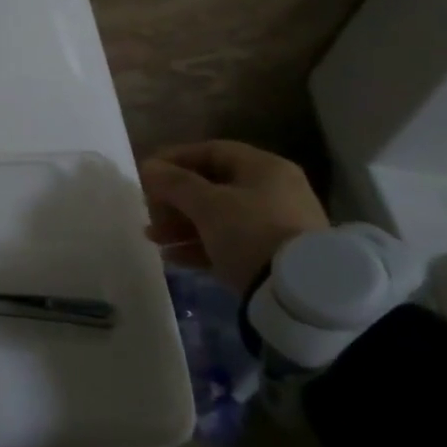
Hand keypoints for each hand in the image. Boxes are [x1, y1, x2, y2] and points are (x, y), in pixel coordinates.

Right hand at [140, 141, 328, 297]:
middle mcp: (274, 191)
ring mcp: (275, 225)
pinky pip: (228, 242)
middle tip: (148, 211)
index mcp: (264, 168)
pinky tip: (172, 257)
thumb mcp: (207, 205)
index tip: (146, 173)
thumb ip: (174, 183)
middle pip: (212, 186)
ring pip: (218, 217)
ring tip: (153, 238)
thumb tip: (149, 167)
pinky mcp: (272, 257)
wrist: (300, 296)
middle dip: (174, 198)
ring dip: (181, 224)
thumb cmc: (251, 233)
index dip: (175, 159)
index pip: (211, 151)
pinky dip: (199, 245)